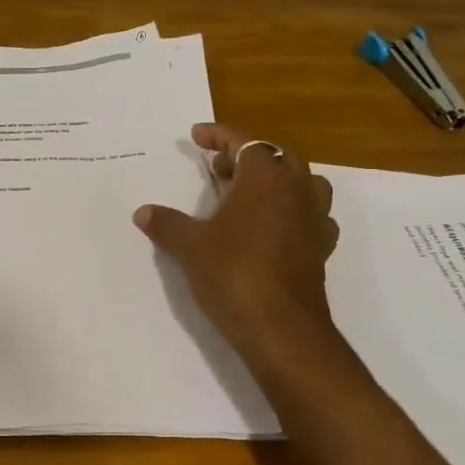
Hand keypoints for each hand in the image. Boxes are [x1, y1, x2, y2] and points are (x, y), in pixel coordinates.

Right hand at [134, 125, 342, 370]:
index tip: (196, 136)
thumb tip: (144, 212)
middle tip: (218, 166)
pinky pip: (310, 215)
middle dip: (247, 155)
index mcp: (266, 179)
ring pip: (303, 183)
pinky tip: (271, 227)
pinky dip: (290, 211)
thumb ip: (167, 223)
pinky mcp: (320, 249)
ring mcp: (314, 220)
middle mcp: (296, 191)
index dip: (219, 135)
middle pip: (278, 156)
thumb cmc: (233, 273)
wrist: (280, 328)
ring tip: (247, 192)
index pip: (245, 142)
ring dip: (277, 180)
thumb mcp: (189, 246)